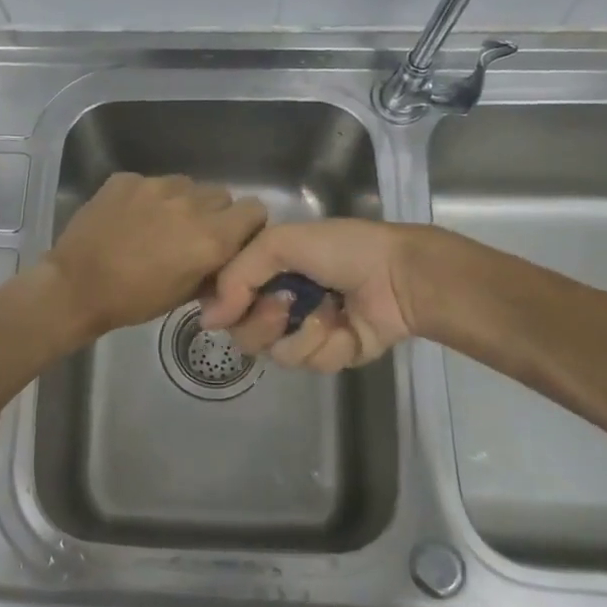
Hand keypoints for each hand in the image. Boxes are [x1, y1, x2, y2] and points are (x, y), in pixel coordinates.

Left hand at [44, 173, 268, 338]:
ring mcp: (156, 186)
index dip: (247, 224)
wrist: (75, 286)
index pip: (255, 209)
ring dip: (182, 202)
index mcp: (211, 237)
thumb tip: (226, 258)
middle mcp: (190, 204)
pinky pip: (152, 183)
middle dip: (214, 213)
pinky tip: (129, 219)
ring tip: (158, 225)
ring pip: (187, 184)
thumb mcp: (184, 295)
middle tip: (192, 235)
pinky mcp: (127, 179)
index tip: (233, 237)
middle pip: (221, 195)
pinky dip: (149, 198)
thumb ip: (214, 270)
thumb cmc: (133, 300)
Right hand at [197, 219, 425, 371]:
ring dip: (301, 334)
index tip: (233, 303)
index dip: (225, 305)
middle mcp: (280, 301)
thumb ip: (236, 276)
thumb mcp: (280, 243)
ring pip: (275, 353)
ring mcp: (305, 330)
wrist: (399, 276)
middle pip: (244, 332)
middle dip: (262, 321)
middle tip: (284, 305)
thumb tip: (207, 321)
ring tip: (326, 314)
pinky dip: (328, 346)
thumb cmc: (342, 250)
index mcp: (267, 271)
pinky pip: (310, 363)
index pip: (226, 299)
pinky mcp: (331, 355)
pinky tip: (346, 327)